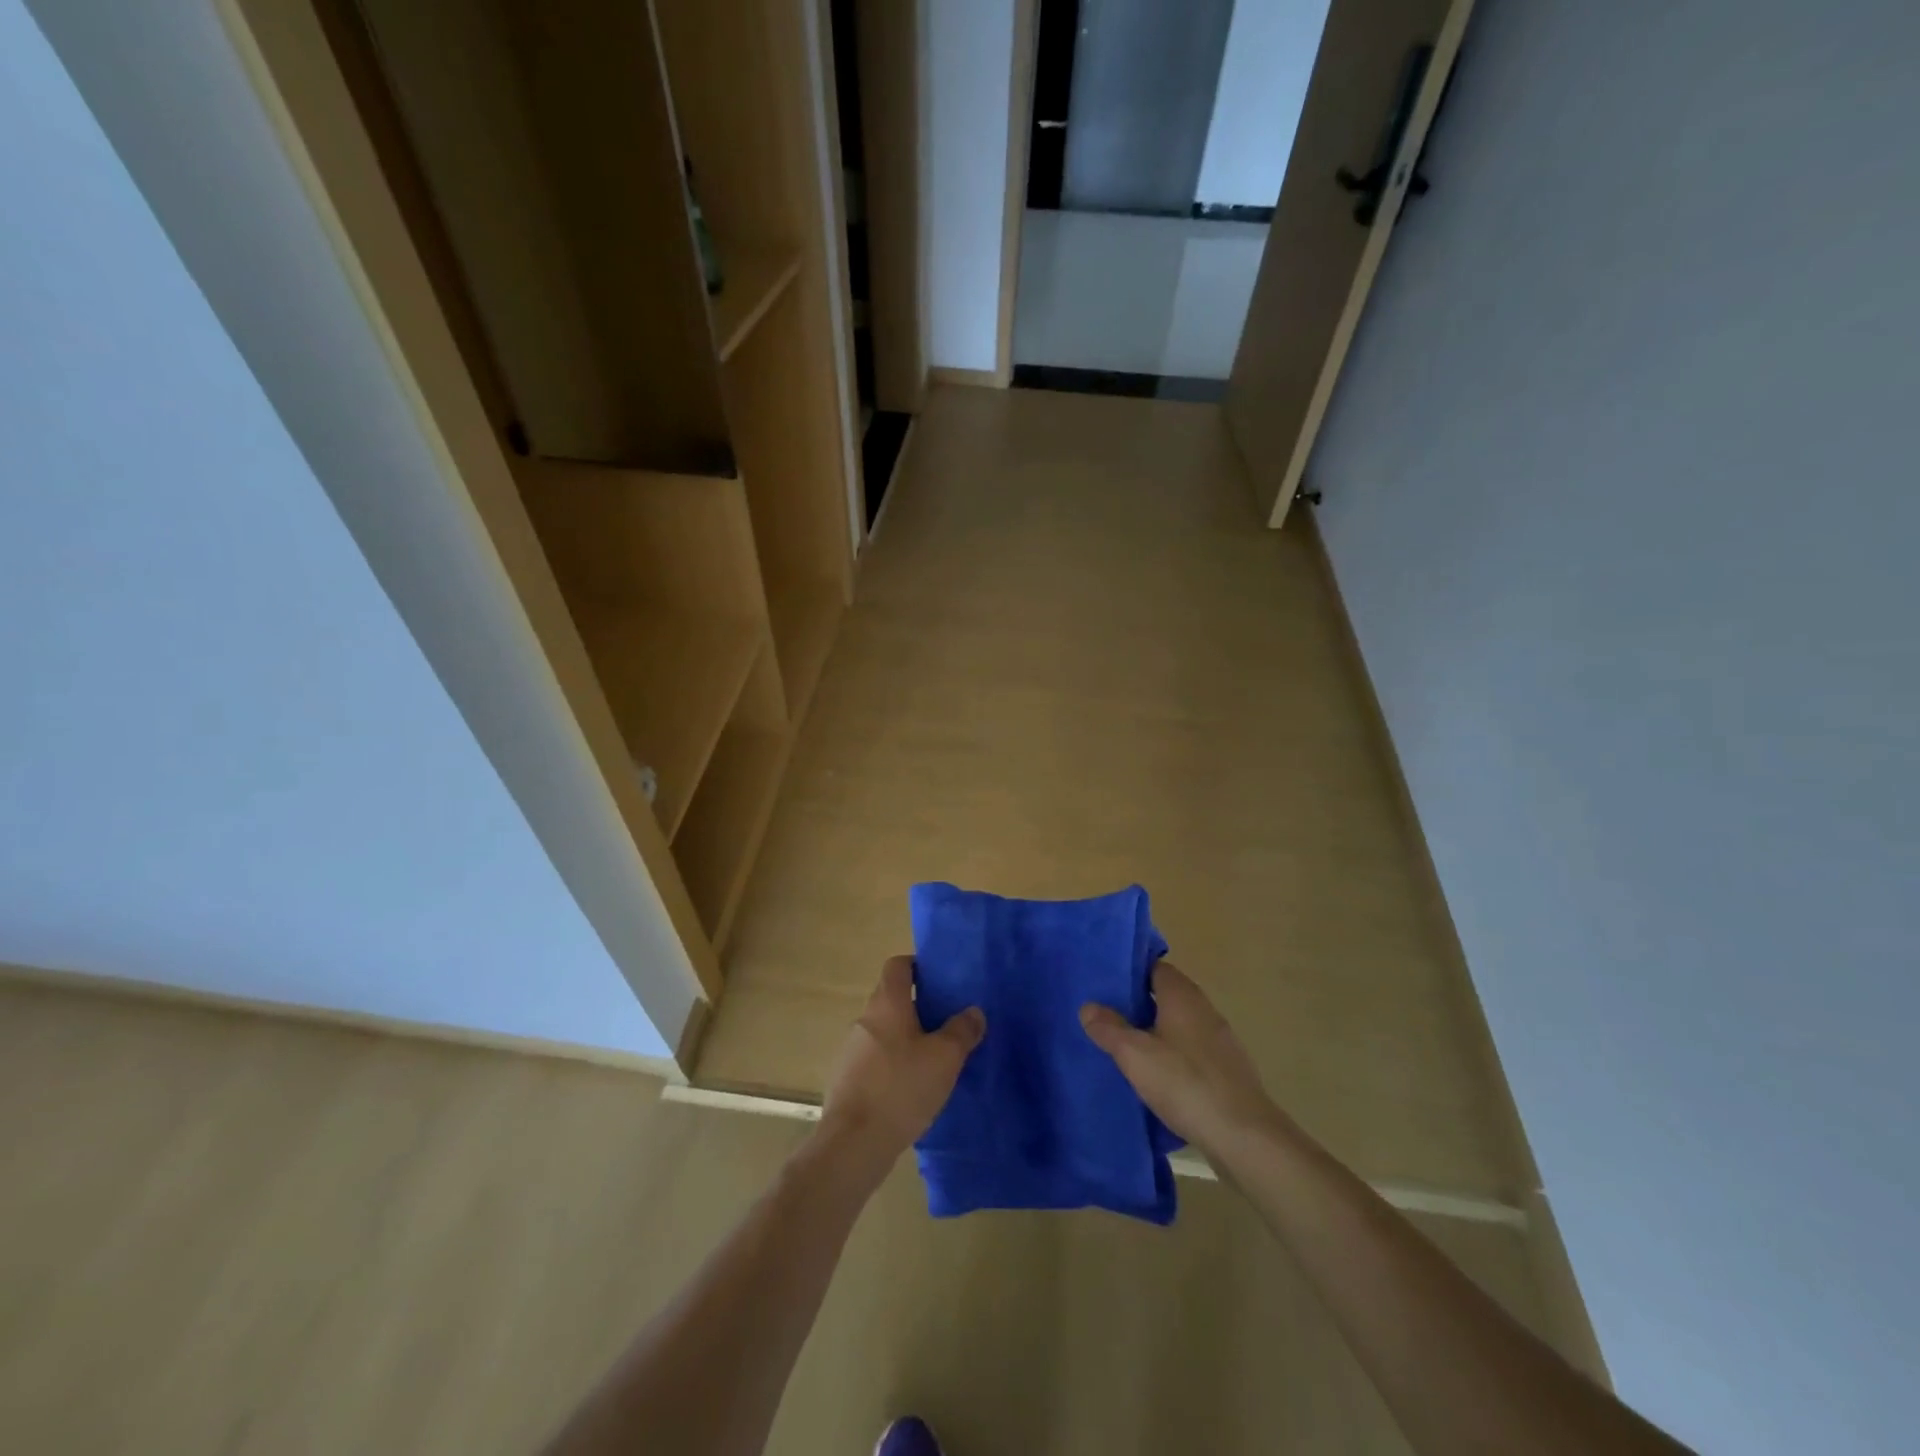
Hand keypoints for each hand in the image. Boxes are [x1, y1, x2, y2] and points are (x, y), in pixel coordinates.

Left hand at [818, 956, 984, 1176]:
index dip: (918, 966)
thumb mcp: (945, 1058)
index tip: (940, 981)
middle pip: (892, 1000)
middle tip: (948, 1023)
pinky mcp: (848, 1080)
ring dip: (907, 1039)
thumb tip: (973, 1011)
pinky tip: (913, 1089)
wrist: (853, 1143)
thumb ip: (962, 1031)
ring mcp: (852, 1050)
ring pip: (885, 1032)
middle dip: (919, 1007)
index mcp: (887, 1003)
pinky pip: (876, 1060)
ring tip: (935, 1059)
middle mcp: (865, 1019)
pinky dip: (894, 1065)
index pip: (897, 966)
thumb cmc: (901, 1088)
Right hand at [1080, 962, 1281, 1155]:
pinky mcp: (1227, 1070)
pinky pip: (1192, 1050)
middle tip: (1108, 1015)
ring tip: (1127, 1046)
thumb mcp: (1135, 1055)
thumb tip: (1088, 1006)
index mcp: (1182, 996)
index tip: (1106, 983)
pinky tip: (1157, 1076)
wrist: (1243, 1136)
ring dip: (1156, 1031)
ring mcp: (1220, 1040)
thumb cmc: (1185, 1083)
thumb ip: (1109, 1028)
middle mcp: (1204, 1009)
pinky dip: (1174, 1055)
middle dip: (1140, 1003)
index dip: (1131, 972)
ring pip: (1180, 1024)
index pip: (1155, 967)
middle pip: (1167, 995)